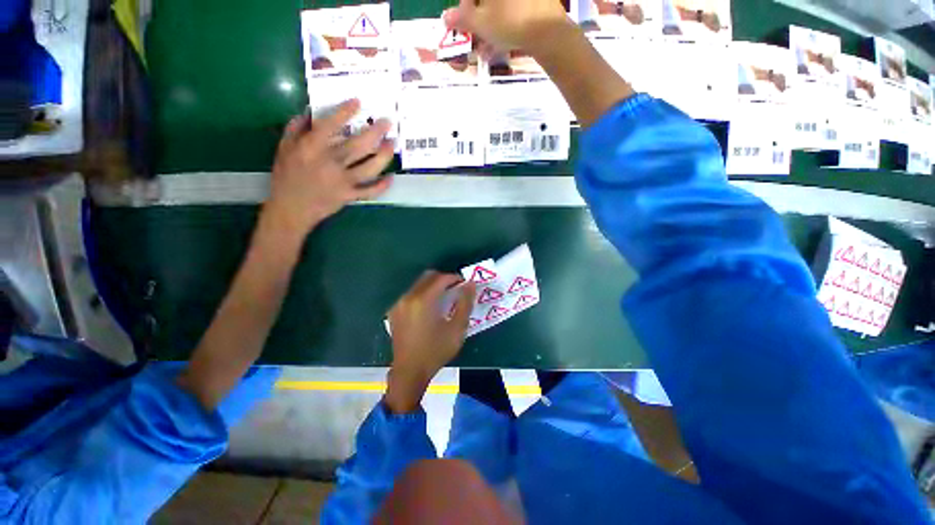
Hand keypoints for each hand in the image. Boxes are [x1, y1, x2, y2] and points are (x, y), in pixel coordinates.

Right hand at [262, 99, 394, 235]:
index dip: (345, 112)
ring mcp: (343, 181)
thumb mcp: (284, 148)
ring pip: (369, 167)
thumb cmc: (286, 176)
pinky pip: (370, 191)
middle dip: (376, 132)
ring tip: (392, 144)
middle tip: (388, 123)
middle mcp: (330, 163)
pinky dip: (382, 185)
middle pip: (358, 146)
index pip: (330, 125)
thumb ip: (297, 128)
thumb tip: (311, 111)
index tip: (358, 102)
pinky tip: (391, 177)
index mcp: (311, 148)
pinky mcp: (350, 196)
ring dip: (384, 155)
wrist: (291, 209)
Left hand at [385, 271, 476, 412]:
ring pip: (419, 284)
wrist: (409, 372)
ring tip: (444, 299)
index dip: (455, 278)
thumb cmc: (436, 351)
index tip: (464, 284)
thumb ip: (465, 303)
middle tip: (455, 289)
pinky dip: (423, 294)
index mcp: (423, 300)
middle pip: (428, 276)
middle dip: (443, 279)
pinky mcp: (394, 311)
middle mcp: (408, 297)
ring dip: (433, 286)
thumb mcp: (457, 329)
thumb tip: (470, 285)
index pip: (441, 278)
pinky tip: (430, 308)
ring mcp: (399, 303)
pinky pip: (411, 294)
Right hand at [443, 0, 570, 53]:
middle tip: (476, 38)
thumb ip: (461, 18)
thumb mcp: (480, 23)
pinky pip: (513, 10)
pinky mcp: (535, 2)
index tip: (463, 23)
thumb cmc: (509, 21)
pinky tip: (501, 43)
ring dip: (490, 25)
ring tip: (487, 49)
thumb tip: (445, 17)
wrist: (548, 30)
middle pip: (485, 1)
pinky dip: (504, 24)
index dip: (465, 8)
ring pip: (499, 6)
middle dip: (478, 18)